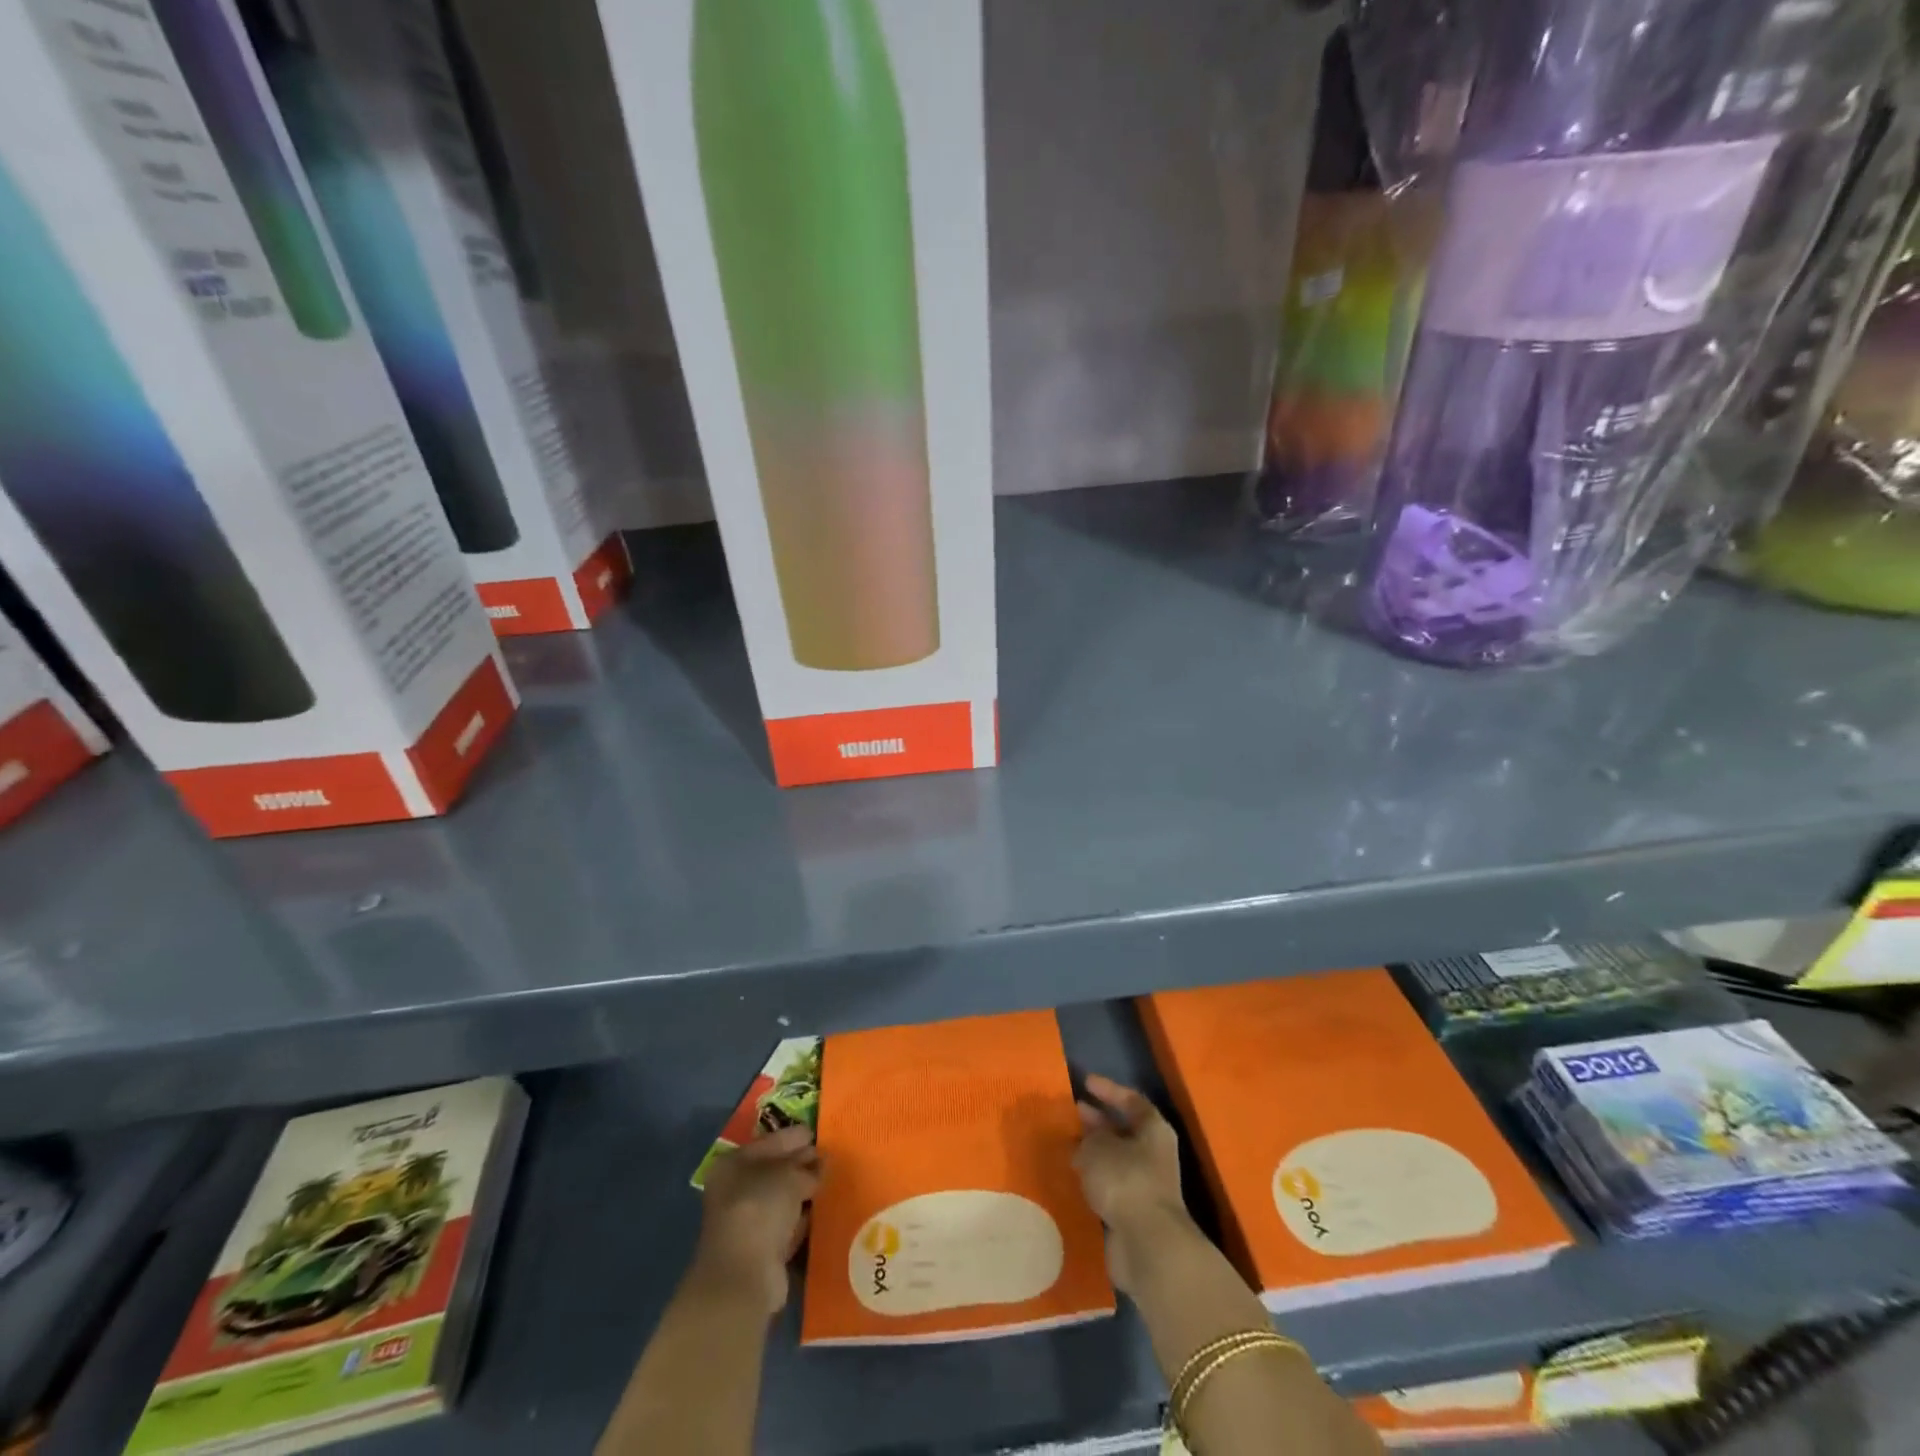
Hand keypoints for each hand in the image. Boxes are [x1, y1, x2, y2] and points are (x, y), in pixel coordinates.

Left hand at [690, 1123, 819, 1317]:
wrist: (744, 1276)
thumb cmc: (760, 1208)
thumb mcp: (789, 1175)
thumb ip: (806, 1165)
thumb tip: (821, 1161)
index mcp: (734, 1164)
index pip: (770, 1142)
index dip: (794, 1137)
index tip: (818, 1133)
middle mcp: (736, 1191)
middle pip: (775, 1170)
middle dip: (802, 1164)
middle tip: (831, 1156)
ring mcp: (747, 1222)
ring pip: (782, 1198)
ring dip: (804, 1191)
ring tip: (832, 1179)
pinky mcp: (761, 1250)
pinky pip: (788, 1224)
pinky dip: (803, 1218)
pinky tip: (823, 1209)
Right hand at [1073, 1075, 1190, 1294]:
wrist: (1147, 1244)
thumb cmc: (1126, 1181)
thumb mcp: (1098, 1148)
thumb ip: (1089, 1138)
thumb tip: (1086, 1143)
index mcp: (1152, 1129)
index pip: (1131, 1100)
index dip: (1108, 1090)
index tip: (1085, 1083)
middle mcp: (1153, 1153)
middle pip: (1123, 1130)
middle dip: (1097, 1122)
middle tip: (1072, 1114)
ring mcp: (1145, 1185)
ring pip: (1115, 1160)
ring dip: (1093, 1153)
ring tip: (1066, 1146)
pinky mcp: (1134, 1212)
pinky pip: (1110, 1186)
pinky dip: (1093, 1180)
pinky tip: (1073, 1177)